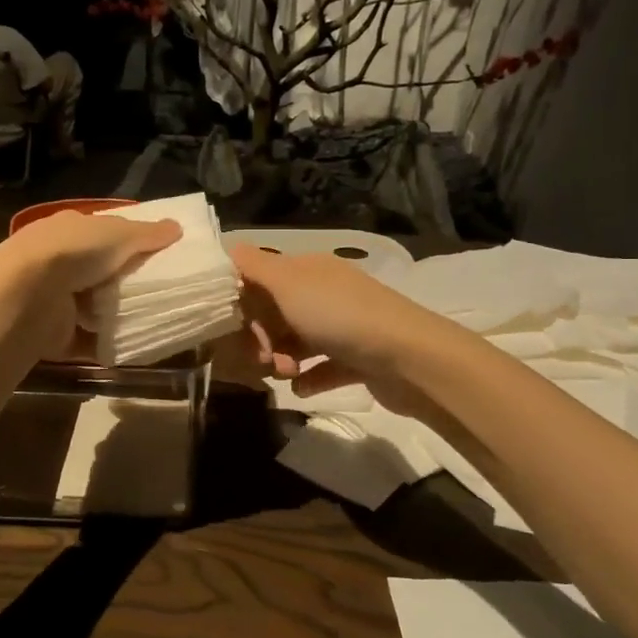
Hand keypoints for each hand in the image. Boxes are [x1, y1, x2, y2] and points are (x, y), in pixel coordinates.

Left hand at [0, 211, 181, 359]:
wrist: (29, 295)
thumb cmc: (75, 253)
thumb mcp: (118, 234)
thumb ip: (147, 233)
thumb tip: (176, 228)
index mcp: (69, 231)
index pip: (103, 234)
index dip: (129, 242)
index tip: (160, 255)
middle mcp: (59, 263)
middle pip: (101, 273)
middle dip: (126, 282)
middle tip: (163, 291)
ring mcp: (55, 300)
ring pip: (95, 308)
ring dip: (117, 316)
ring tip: (154, 320)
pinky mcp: (56, 335)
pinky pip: (89, 341)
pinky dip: (108, 345)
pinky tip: (134, 346)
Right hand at [220, 245, 450, 414]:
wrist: (408, 357)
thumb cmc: (340, 316)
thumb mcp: (289, 284)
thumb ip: (255, 266)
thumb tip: (230, 247)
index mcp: (309, 270)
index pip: (263, 279)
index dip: (245, 303)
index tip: (238, 327)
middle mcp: (326, 293)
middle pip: (278, 314)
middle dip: (262, 337)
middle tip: (263, 358)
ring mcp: (344, 327)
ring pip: (299, 343)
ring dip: (283, 360)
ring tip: (287, 375)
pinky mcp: (358, 359)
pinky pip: (323, 368)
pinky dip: (309, 379)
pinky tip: (301, 389)